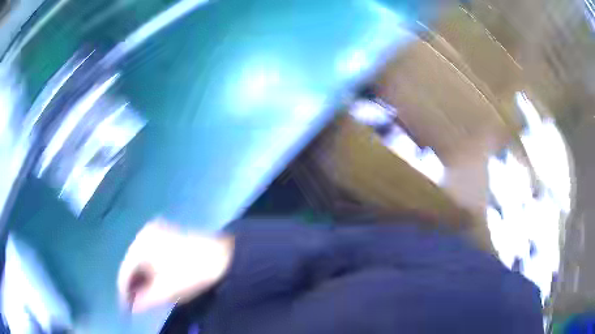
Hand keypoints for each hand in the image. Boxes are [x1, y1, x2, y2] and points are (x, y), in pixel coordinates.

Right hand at [117, 220, 233, 312]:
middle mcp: (144, 233)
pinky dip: (149, 268)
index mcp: (141, 244)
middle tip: (135, 303)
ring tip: (143, 295)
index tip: (126, 308)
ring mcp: (156, 230)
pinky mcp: (166, 233)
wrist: (222, 257)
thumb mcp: (165, 291)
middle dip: (132, 284)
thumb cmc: (190, 274)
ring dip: (140, 277)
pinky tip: (152, 281)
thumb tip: (132, 307)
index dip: (124, 292)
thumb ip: (144, 300)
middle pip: (131, 263)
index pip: (124, 271)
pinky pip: (149, 253)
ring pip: (140, 258)